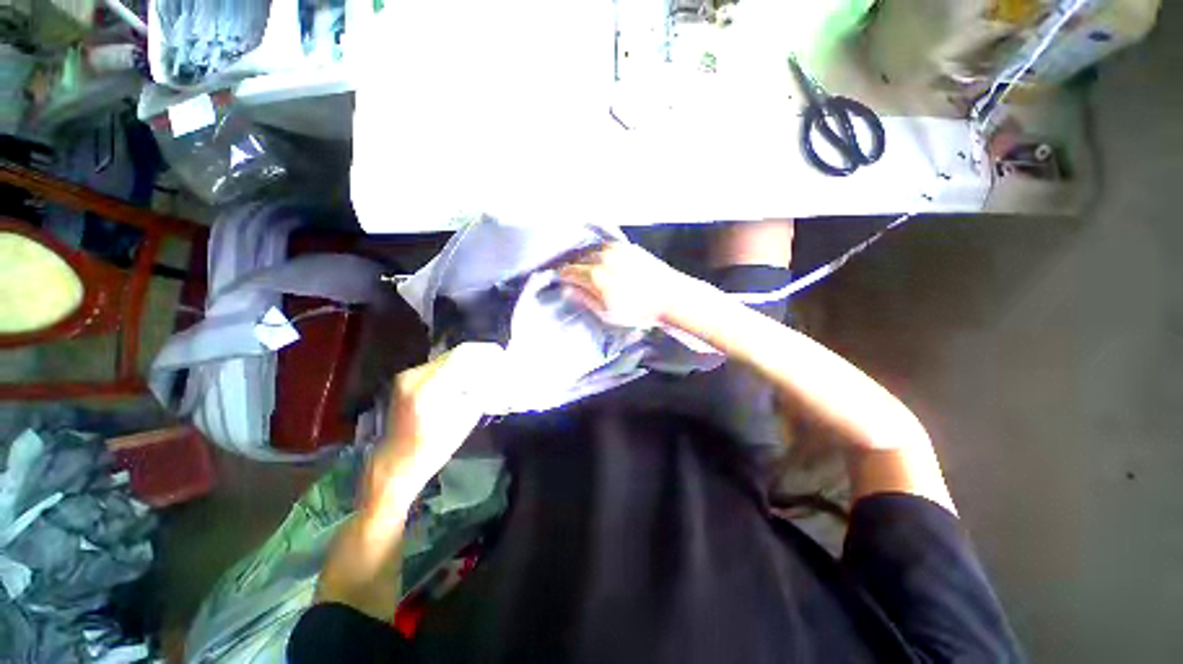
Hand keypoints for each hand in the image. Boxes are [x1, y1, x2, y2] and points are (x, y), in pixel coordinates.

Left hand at [371, 343, 507, 503]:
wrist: (397, 459)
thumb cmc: (435, 446)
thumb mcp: (465, 419)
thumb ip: (481, 391)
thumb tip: (496, 373)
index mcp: (429, 388)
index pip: (463, 356)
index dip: (485, 352)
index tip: (501, 355)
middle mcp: (414, 375)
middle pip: (454, 353)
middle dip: (478, 356)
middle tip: (496, 362)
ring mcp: (407, 375)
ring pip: (446, 357)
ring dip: (467, 361)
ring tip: (483, 370)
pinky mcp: (406, 378)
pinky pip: (437, 365)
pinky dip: (454, 368)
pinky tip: (465, 377)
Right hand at [559, 242, 699, 328]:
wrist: (669, 296)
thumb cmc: (639, 310)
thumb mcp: (607, 313)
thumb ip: (585, 299)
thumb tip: (567, 290)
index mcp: (595, 275)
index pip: (568, 271)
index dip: (562, 276)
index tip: (562, 281)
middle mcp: (603, 257)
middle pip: (579, 259)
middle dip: (575, 268)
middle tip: (576, 278)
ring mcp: (616, 249)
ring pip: (592, 251)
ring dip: (587, 259)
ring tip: (591, 271)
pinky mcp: (628, 246)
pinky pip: (607, 247)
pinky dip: (601, 254)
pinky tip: (606, 264)